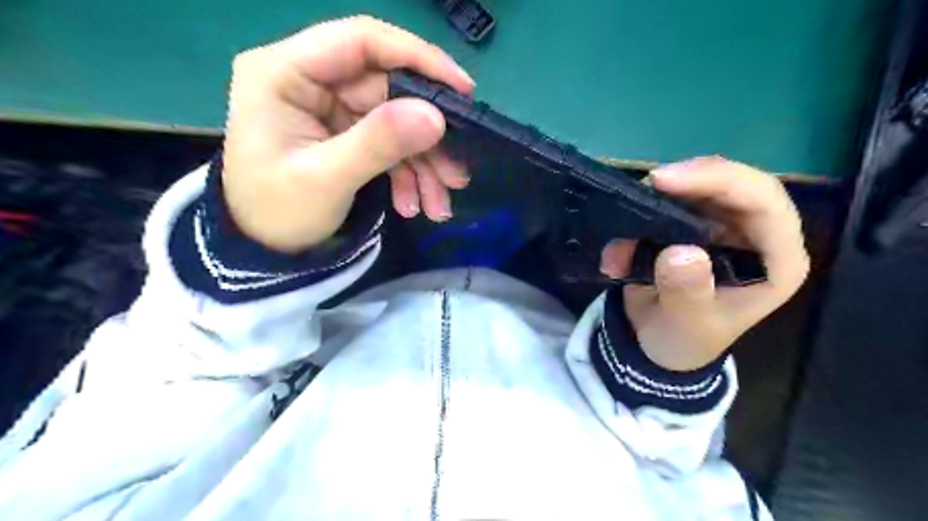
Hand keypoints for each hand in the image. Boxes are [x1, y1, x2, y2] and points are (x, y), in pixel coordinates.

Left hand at [222, 15, 473, 250]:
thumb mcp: (327, 179)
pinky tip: (414, 204)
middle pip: (389, 91)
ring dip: (423, 163)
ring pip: (397, 121)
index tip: (461, 90)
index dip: (417, 58)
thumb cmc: (278, 213)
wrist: (264, 251)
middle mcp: (311, 81)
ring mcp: (331, 109)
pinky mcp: (346, 134)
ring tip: (438, 204)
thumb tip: (436, 117)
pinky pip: (389, 145)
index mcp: (285, 72)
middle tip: (456, 173)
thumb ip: (378, 143)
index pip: (361, 42)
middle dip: (427, 138)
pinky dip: (408, 174)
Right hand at [598, 157, 808, 372]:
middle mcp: (754, 236)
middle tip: (647, 183)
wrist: (659, 342)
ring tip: (626, 224)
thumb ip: (687, 292)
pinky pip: (669, 204)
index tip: (665, 181)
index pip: (765, 204)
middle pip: (734, 185)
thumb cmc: (685, 338)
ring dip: (658, 200)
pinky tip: (619, 251)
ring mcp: (723, 227)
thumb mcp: (686, 324)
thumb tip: (679, 251)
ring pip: (700, 187)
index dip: (721, 182)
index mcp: (774, 261)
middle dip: (690, 180)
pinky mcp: (692, 225)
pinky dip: (640, 217)